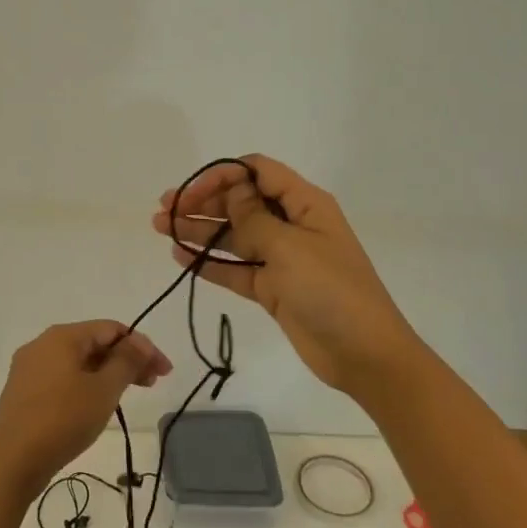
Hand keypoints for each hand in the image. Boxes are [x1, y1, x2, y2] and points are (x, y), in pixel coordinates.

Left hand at [0, 321, 172, 497]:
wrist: (9, 462)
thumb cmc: (61, 420)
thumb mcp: (102, 390)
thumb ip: (125, 362)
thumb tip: (139, 342)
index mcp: (62, 336)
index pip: (111, 328)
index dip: (142, 346)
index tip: (164, 372)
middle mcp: (42, 344)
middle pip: (94, 343)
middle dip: (126, 359)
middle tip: (152, 384)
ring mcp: (30, 368)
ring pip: (78, 362)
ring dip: (107, 373)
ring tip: (128, 395)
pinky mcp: (24, 392)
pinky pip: (63, 378)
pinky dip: (86, 384)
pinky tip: (96, 404)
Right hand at [152, 155, 420, 390]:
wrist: (365, 355)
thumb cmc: (331, 291)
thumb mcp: (289, 247)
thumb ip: (252, 218)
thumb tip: (230, 190)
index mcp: (305, 204)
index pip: (257, 172)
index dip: (221, 176)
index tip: (189, 193)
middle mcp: (291, 224)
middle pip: (240, 202)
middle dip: (202, 202)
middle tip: (163, 211)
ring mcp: (281, 257)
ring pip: (233, 235)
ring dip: (199, 230)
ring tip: (161, 229)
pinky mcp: (272, 288)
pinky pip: (235, 268)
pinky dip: (209, 262)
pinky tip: (181, 257)